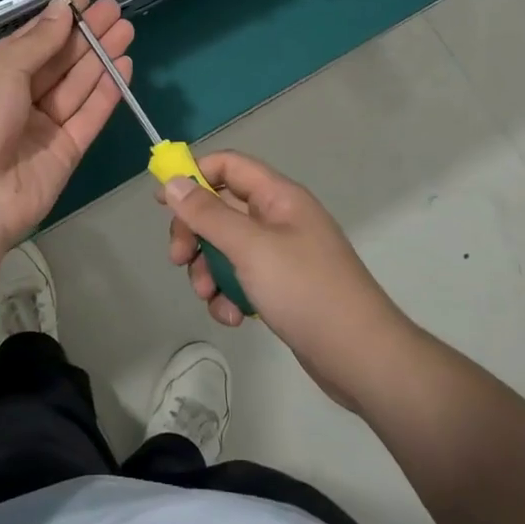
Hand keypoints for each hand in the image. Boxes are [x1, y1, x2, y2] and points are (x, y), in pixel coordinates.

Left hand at [0, 0, 132, 258]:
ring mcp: (41, 126)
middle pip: (57, 61)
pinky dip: (107, 92)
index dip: (57, 20)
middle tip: (115, 10)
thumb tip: (62, 8)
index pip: (29, 41)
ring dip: (100, 58)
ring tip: (126, 29)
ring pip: (76, 86)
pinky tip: (124, 65)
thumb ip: (38, 40)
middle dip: (85, 36)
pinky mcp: (65, 152)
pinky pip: (89, 116)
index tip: (86, 1)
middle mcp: (15, 98)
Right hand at [163, 152, 404, 407]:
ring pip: (225, 248)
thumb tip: (172, 182)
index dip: (194, 176)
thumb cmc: (305, 290)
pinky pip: (240, 278)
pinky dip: (228, 294)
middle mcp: (278, 219)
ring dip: (208, 270)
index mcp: (278, 197)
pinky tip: (233, 317)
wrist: (361, 357)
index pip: (228, 166)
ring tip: (209, 297)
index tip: (163, 203)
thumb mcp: (250, 248)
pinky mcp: (280, 287)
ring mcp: (280, 254)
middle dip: (195, 234)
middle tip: (178, 259)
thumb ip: (208, 214)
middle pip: (220, 209)